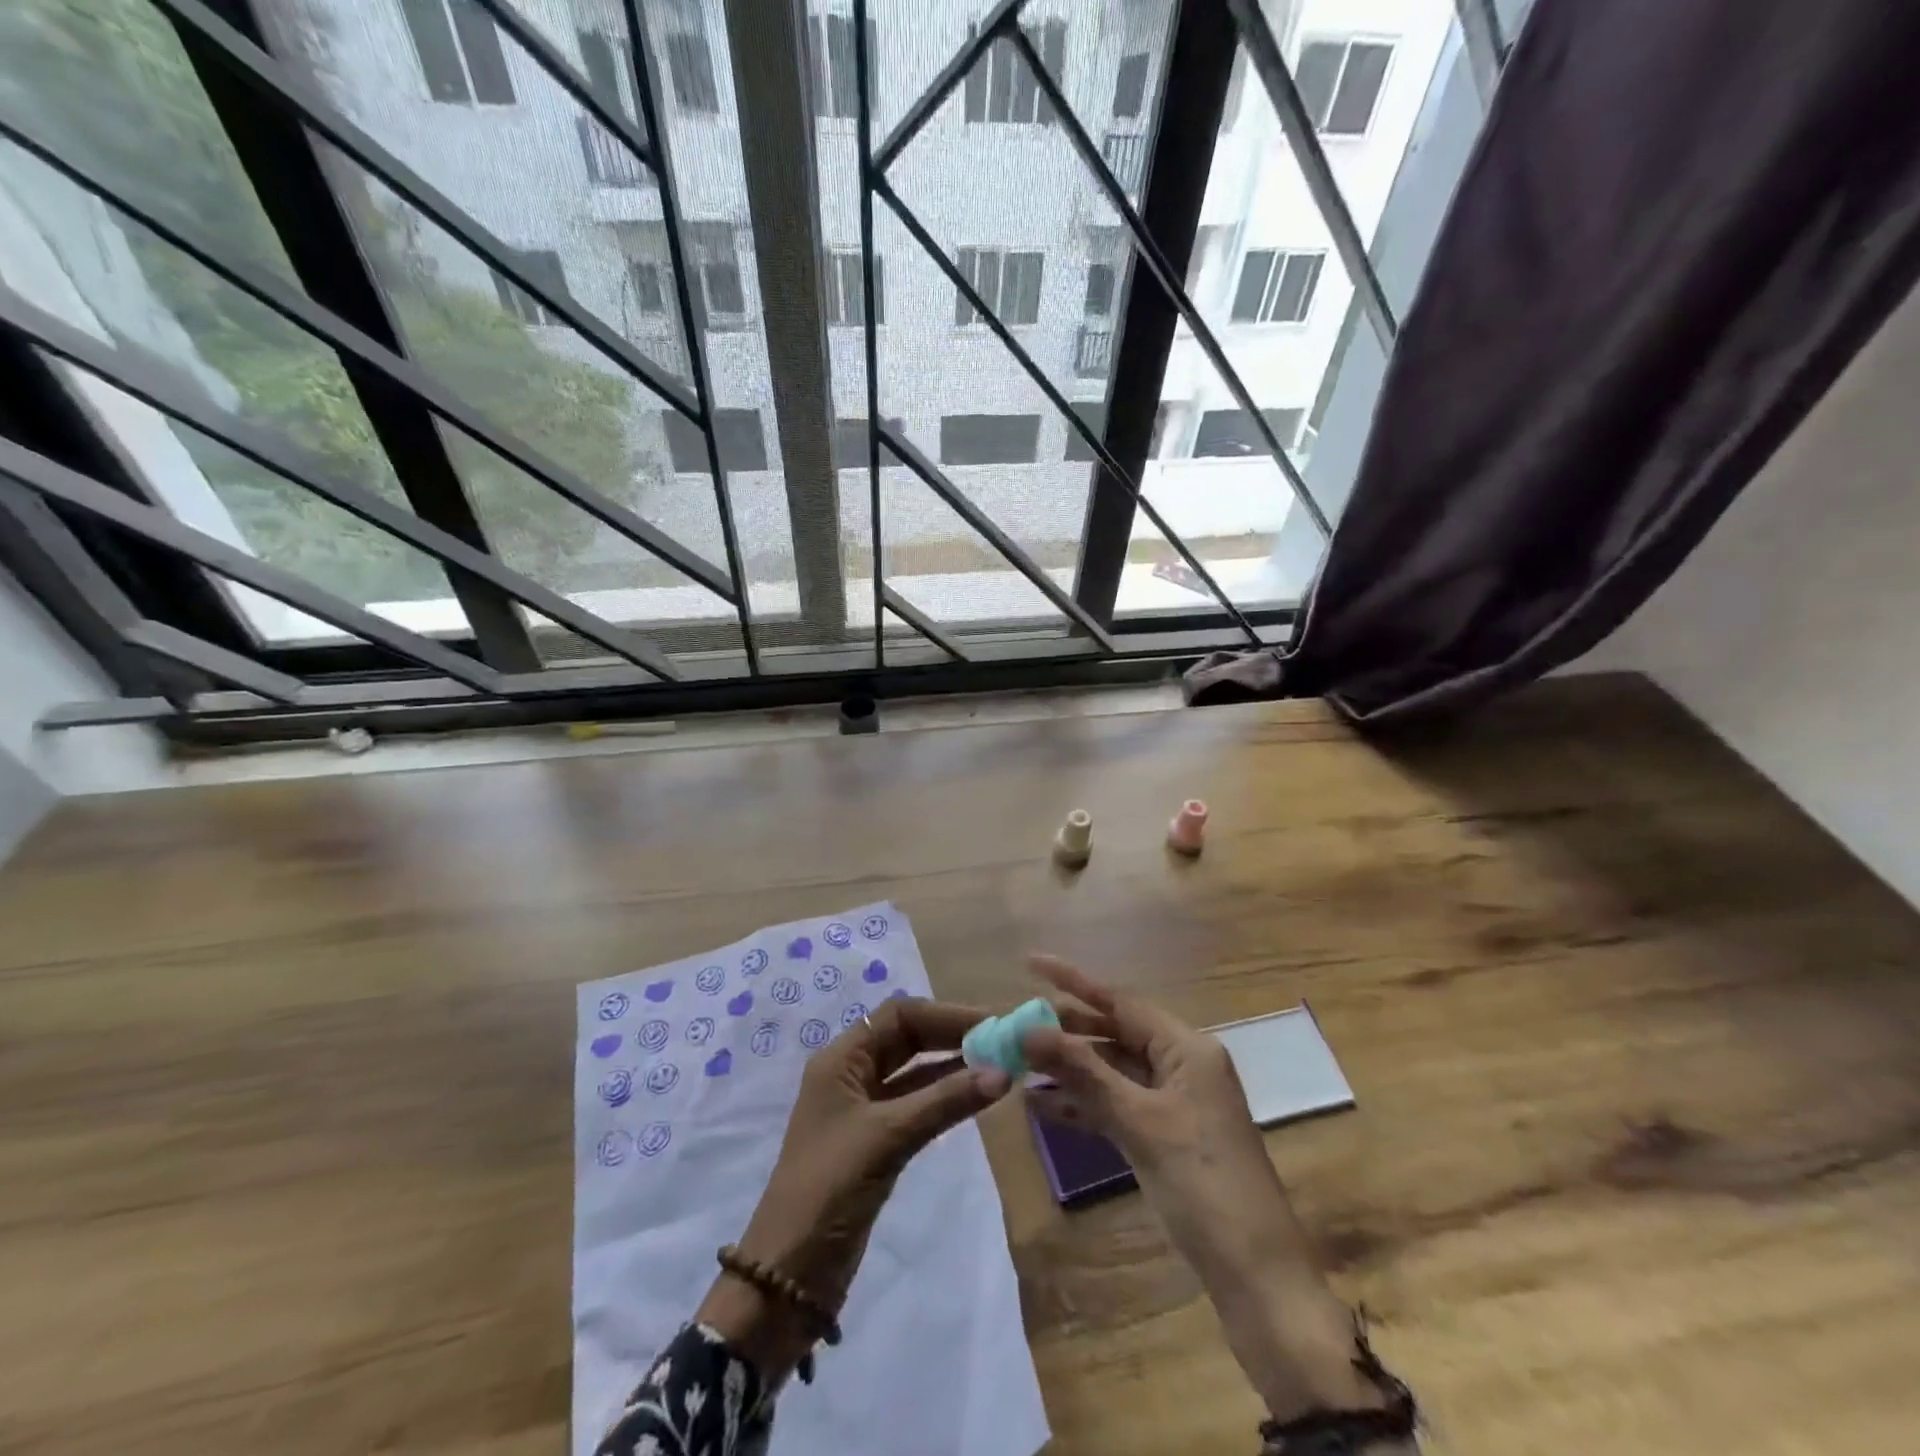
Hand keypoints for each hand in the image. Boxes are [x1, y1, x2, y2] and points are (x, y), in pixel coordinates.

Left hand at [699, 997, 1009, 1375]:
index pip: (899, 1015)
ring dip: (953, 1066)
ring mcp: (863, 1109)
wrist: (788, 1277)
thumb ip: (944, 1101)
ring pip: (914, 1072)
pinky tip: (977, 1096)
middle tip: (1003, 1041)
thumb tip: (1004, 1071)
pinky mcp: (876, 1142)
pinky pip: (916, 1103)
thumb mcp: (887, 1137)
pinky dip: (945, 1097)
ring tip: (1000, 1064)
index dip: (945, 1014)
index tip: (991, 1022)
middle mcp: (851, 1074)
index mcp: (841, 1059)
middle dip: (952, 1036)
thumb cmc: (829, 1189)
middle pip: (907, 1038)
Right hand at [1021, 956, 1389, 1422]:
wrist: (1258, 1279)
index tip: (1030, 963)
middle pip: (1115, 1034)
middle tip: (1014, 1025)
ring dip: (1070, 1070)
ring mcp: (1175, 1104)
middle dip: (1066, 1031)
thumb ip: (1083, 1072)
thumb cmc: (1203, 1185)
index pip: (1120, 1001)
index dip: (1073, 981)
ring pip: (1113, 1072)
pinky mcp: (1167, 1138)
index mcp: (1187, 1049)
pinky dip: (1085, 1105)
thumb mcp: (1139, 1122)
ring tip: (1020, 1065)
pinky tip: (1044, 1107)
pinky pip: (1118, 1106)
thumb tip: (1029, 1030)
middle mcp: (1182, 1065)